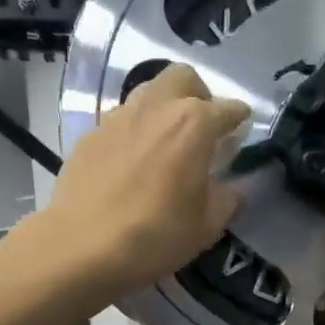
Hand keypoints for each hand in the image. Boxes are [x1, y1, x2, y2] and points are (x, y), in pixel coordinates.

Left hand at [45, 64, 251, 295]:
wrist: (83, 246)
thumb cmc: (156, 234)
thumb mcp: (206, 226)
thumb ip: (226, 200)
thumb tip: (231, 190)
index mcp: (194, 124)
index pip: (228, 109)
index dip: (239, 120)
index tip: (241, 133)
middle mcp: (157, 107)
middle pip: (183, 78)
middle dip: (198, 95)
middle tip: (201, 128)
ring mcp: (118, 117)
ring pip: (147, 93)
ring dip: (163, 109)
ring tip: (165, 143)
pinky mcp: (90, 135)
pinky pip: (120, 122)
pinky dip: (134, 133)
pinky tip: (131, 164)